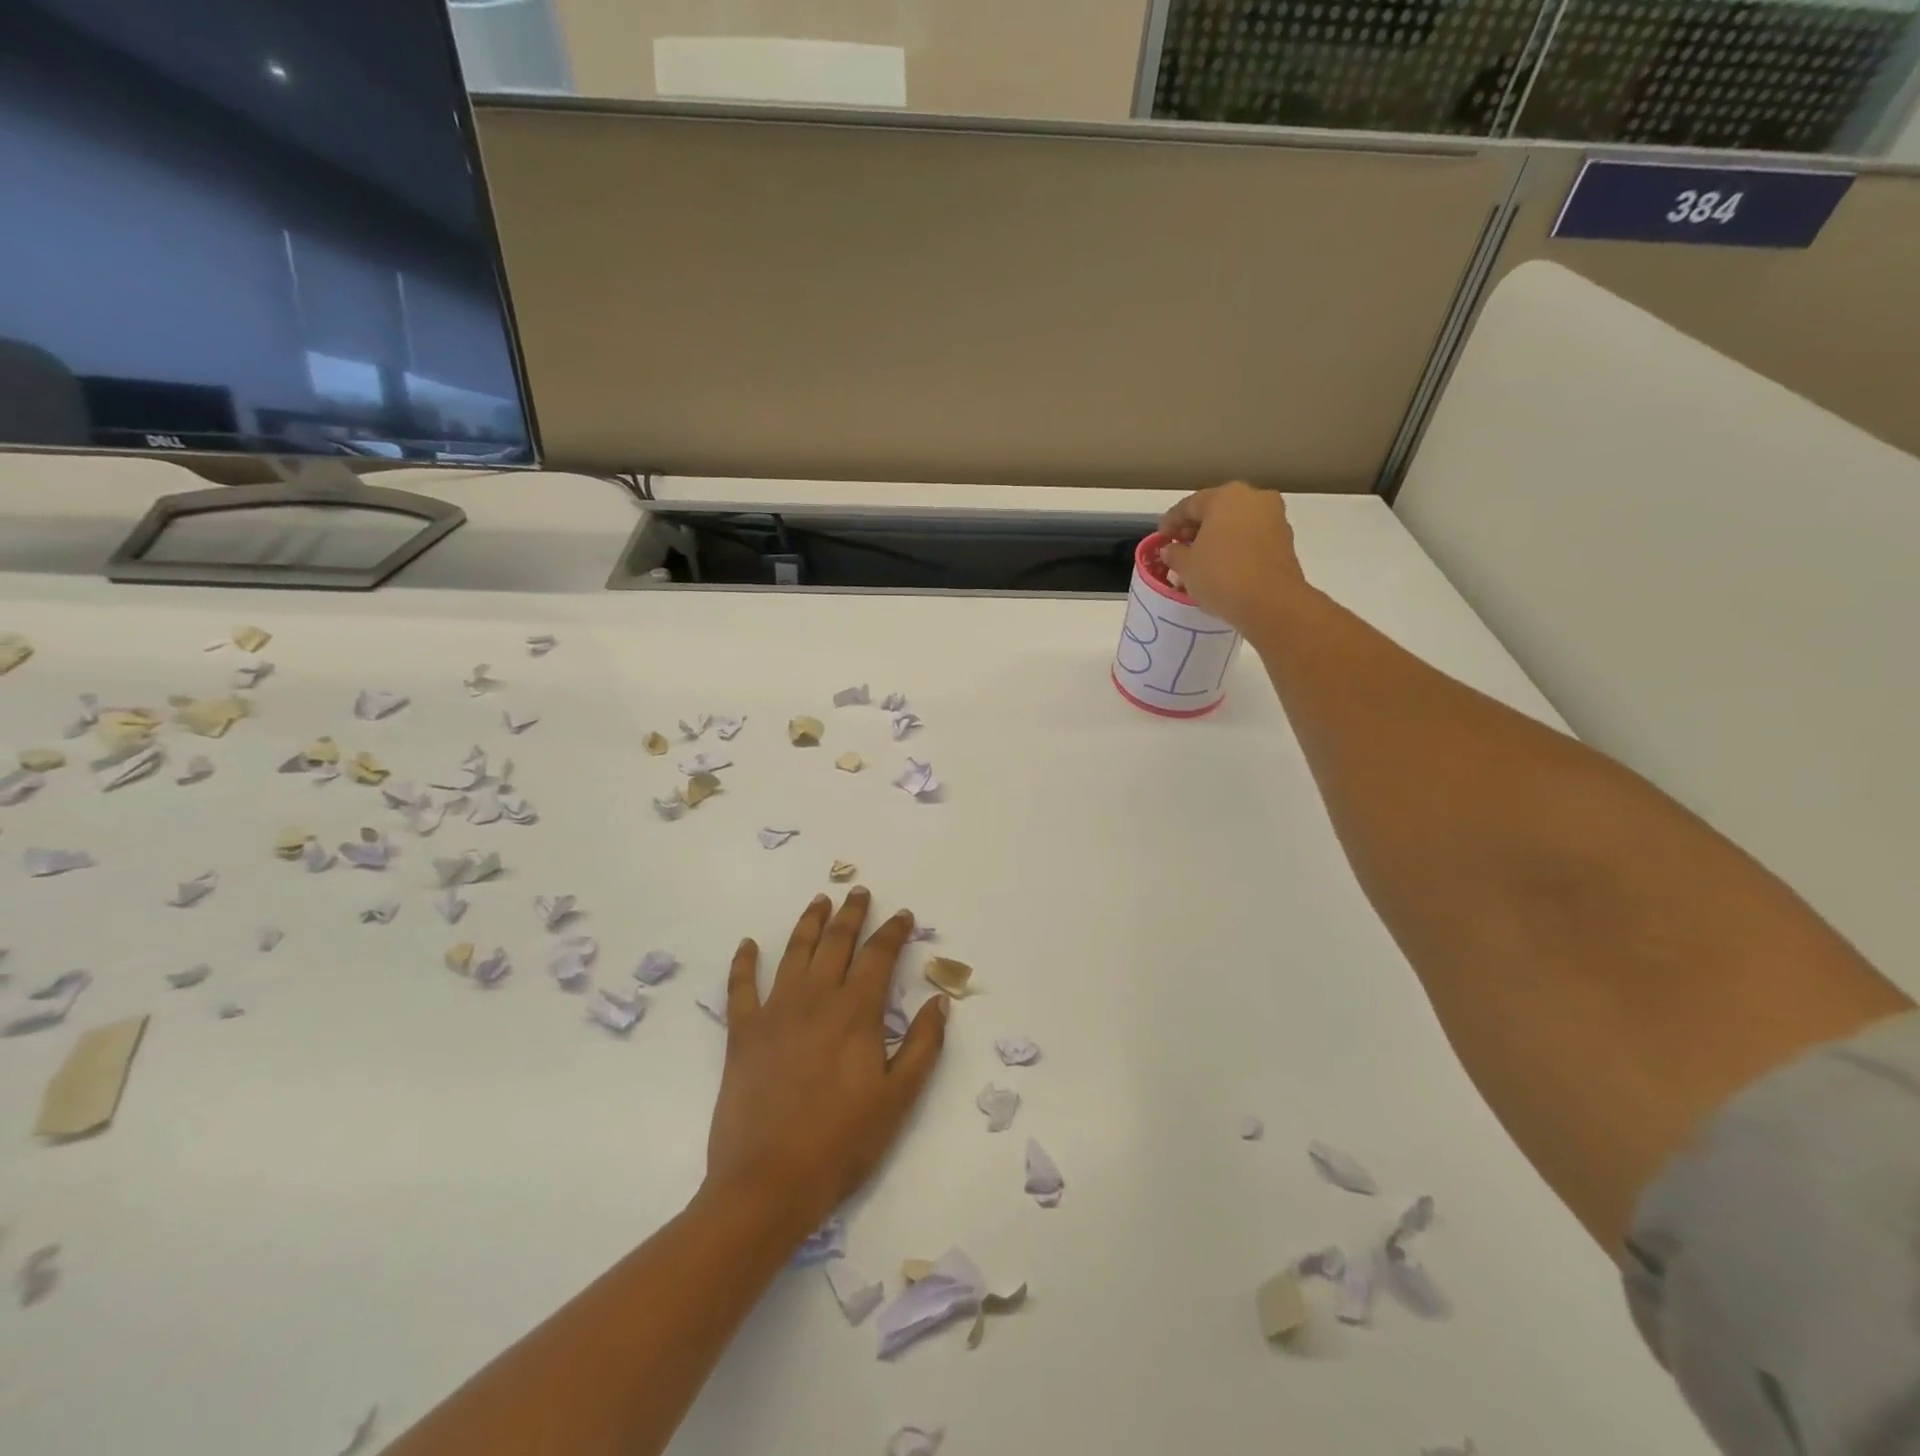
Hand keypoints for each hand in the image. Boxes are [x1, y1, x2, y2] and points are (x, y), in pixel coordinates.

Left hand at [705, 889, 946, 1236]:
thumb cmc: (842, 1142)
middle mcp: (816, 999)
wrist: (768, 1183)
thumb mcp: (898, 1098)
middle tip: (858, 892)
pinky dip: (744, 962)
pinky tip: (749, 944)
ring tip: (819, 900)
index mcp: (856, 1012)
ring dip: (809, 923)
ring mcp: (775, 1012)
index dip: (893, 931)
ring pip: (794, 952)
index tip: (903, 914)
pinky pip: (741, 987)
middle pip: (836, 943)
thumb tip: (940, 1001)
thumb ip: (924, 1045)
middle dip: (851, 914)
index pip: (879, 955)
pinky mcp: (742, 1033)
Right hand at [1160, 482, 1311, 633]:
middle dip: (1196, 530)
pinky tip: (1222, 568)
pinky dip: (1235, 549)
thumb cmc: (1221, 575)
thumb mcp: (1186, 566)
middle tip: (1180, 549)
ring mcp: (1274, 518)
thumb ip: (1175, 553)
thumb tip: (1171, 549)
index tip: (1160, 539)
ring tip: (1200, 563)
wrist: (1271, 603)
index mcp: (1225, 496)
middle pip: (1216, 511)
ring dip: (1216, 540)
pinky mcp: (1285, 541)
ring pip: (1236, 525)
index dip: (1170, 522)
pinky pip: (1251, 539)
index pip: (1189, 505)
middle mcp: (1254, 498)